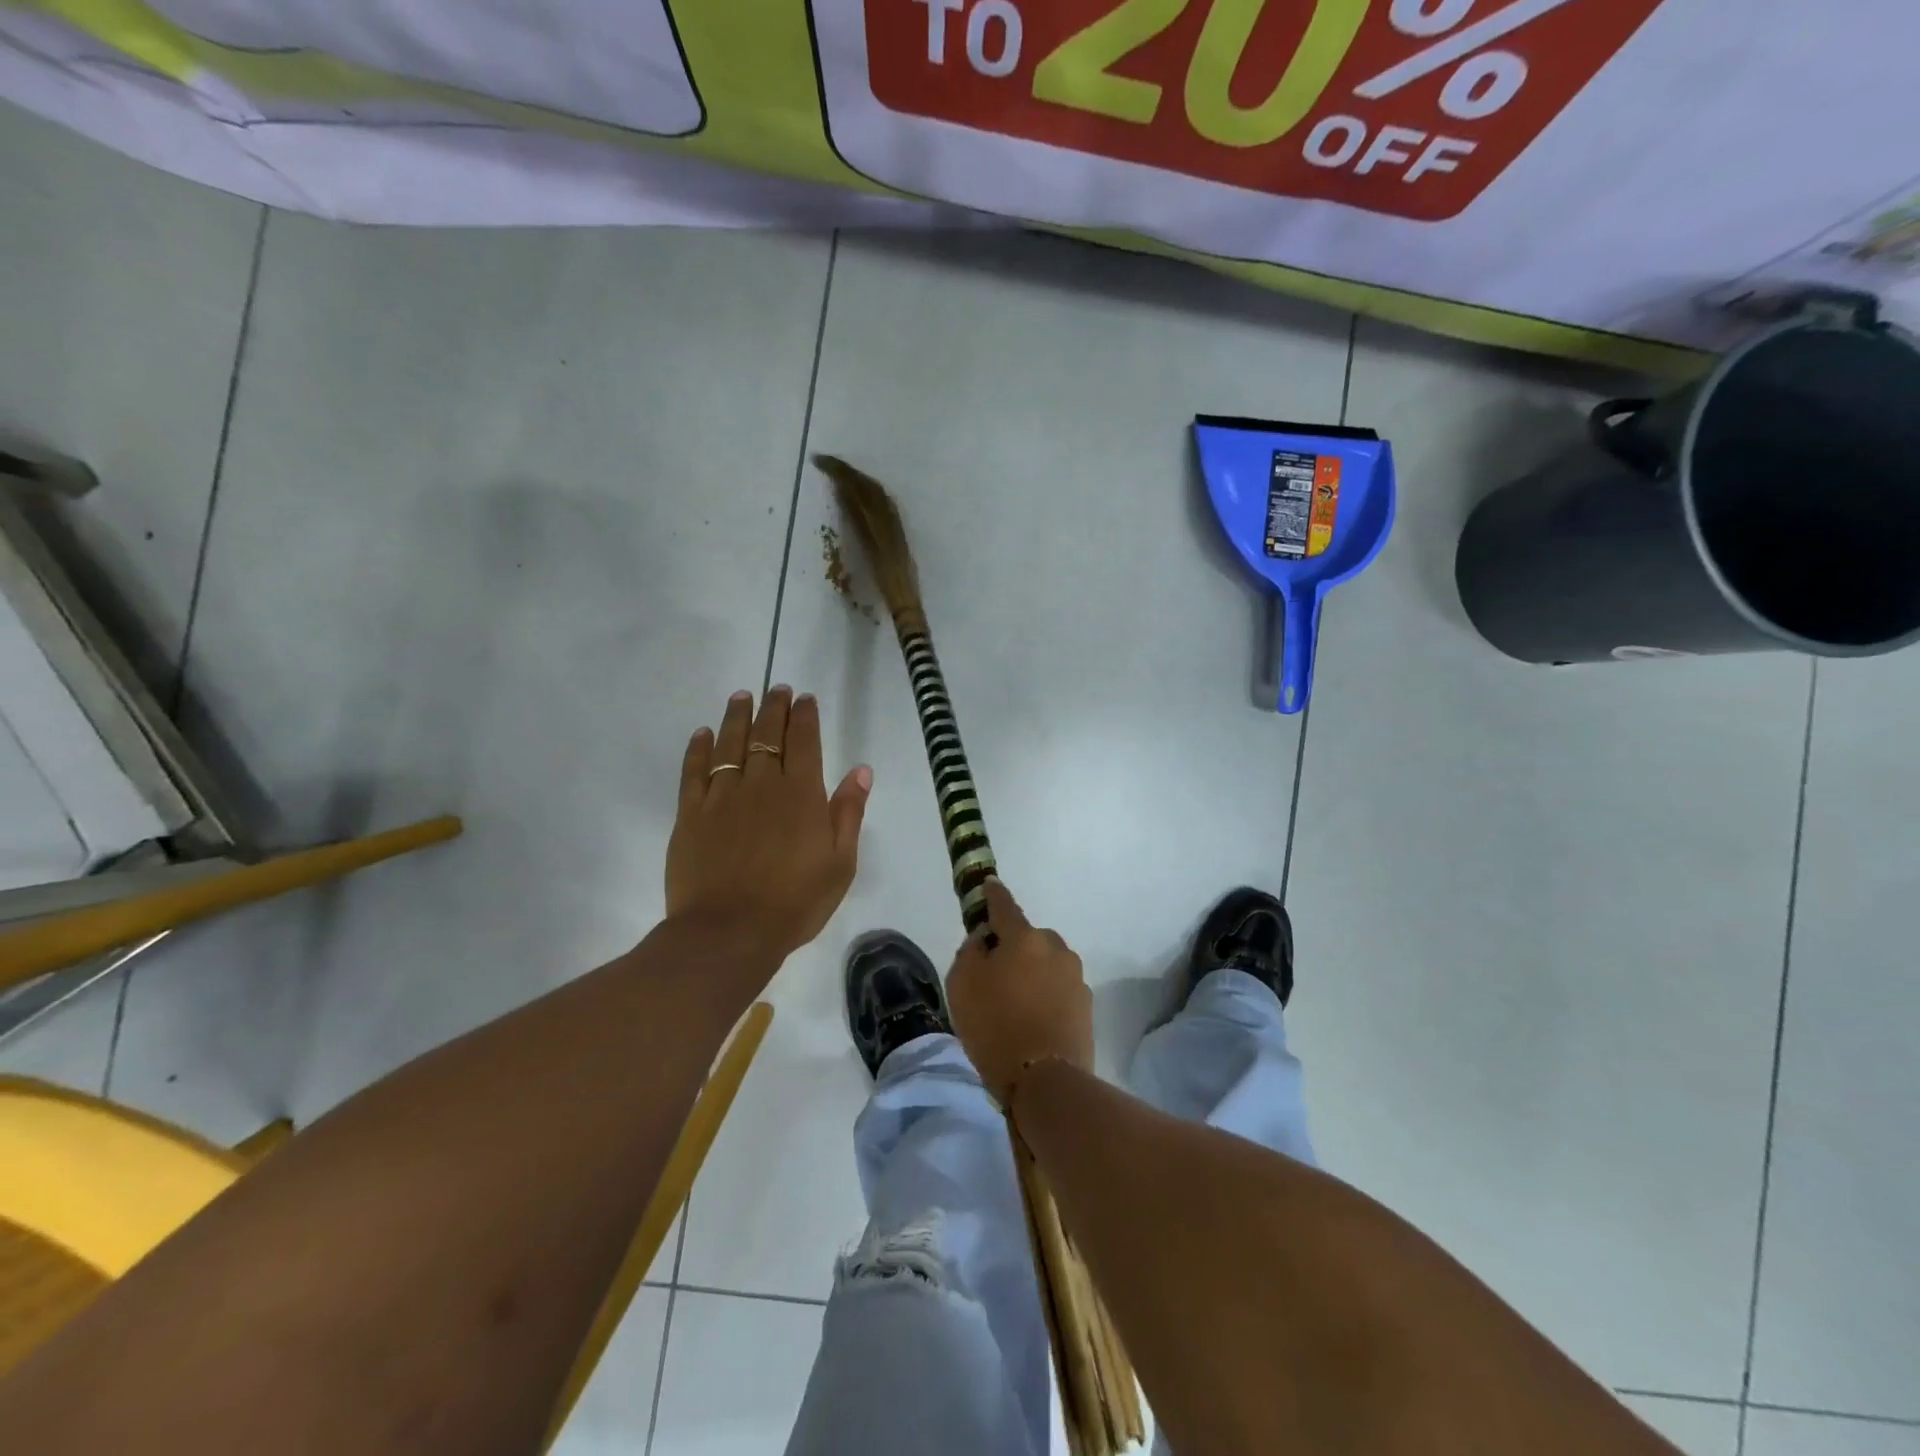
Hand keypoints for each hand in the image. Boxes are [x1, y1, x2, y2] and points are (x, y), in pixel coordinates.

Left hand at [666, 686, 871, 964]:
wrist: (729, 933)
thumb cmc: (795, 902)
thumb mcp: (840, 863)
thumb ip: (848, 813)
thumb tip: (860, 770)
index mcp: (801, 794)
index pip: (804, 741)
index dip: (805, 716)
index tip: (804, 698)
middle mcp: (762, 784)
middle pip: (767, 734)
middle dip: (774, 707)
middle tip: (777, 689)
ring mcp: (722, 796)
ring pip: (730, 744)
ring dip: (737, 717)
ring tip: (742, 696)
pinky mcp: (691, 814)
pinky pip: (694, 771)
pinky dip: (698, 748)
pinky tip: (703, 734)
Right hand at [947, 879, 1094, 1108]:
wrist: (1045, 1081)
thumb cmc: (995, 1026)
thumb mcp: (962, 984)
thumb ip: (972, 951)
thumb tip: (987, 940)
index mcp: (1025, 937)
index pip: (1004, 906)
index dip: (993, 894)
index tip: (988, 884)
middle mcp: (1056, 948)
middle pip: (1028, 938)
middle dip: (1013, 947)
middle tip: (994, 973)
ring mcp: (1075, 977)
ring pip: (1046, 964)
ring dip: (1031, 973)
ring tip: (1014, 1003)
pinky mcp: (1086, 1006)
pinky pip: (1058, 989)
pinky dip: (1045, 996)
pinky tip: (1032, 1020)